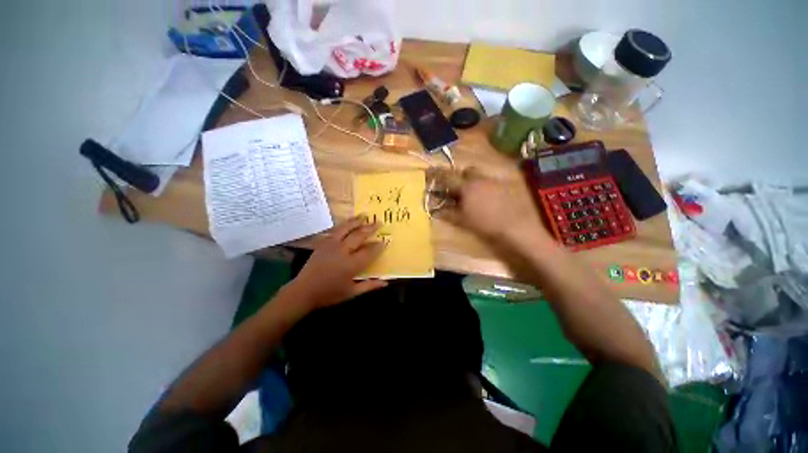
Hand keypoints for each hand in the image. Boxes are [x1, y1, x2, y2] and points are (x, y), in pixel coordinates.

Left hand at [289, 215, 387, 309]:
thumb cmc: (329, 294)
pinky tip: (348, 222)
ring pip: (346, 229)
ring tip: (364, 215)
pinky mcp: (323, 243)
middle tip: (379, 222)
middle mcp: (342, 251)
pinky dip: (343, 225)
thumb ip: (369, 286)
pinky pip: (335, 231)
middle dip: (370, 228)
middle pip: (359, 236)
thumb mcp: (351, 293)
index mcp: (351, 265)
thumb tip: (385, 283)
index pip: (369, 252)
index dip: (378, 246)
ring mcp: (331, 245)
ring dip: (356, 221)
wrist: (303, 291)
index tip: (385, 241)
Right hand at [435, 167, 550, 245]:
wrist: (515, 226)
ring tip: (471, 195)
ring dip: (472, 181)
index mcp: (466, 186)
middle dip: (459, 176)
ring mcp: (493, 181)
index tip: (430, 172)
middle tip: (455, 188)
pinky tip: (486, 198)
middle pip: (466, 171)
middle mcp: (479, 179)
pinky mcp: (504, 186)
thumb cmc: (485, 224)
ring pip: (479, 175)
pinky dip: (483, 186)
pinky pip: (489, 181)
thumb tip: (435, 210)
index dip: (437, 174)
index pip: (448, 176)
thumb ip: (448, 213)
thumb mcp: (462, 220)